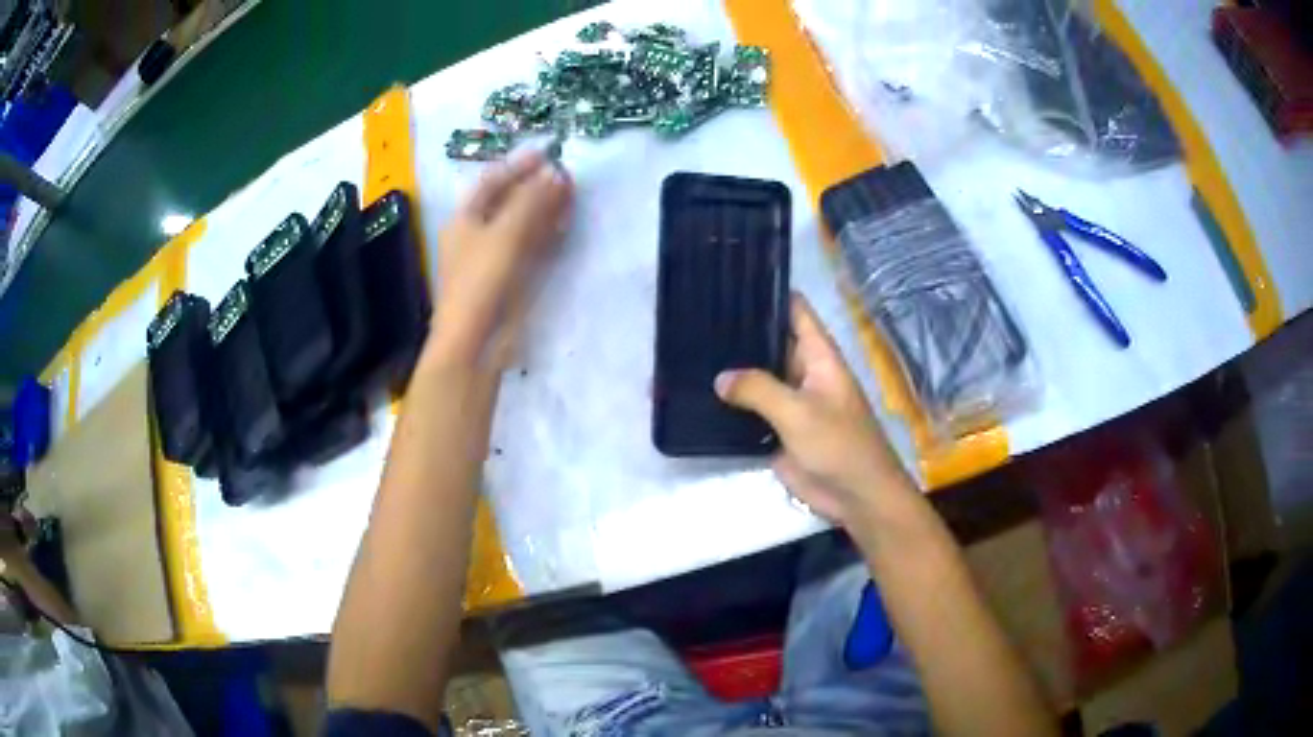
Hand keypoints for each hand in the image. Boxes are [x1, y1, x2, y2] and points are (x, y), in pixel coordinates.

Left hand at [430, 150, 572, 368]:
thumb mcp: (506, 234)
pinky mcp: (511, 278)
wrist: (475, 341)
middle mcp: (477, 234)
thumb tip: (556, 173)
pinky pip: (530, 247)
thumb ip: (532, 201)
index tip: (548, 154)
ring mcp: (494, 257)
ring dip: (545, 208)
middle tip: (567, 174)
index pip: (491, 182)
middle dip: (536, 187)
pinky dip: (546, 233)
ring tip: (572, 194)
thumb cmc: (481, 281)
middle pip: (508, 202)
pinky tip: (564, 223)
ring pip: (522, 224)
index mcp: (464, 219)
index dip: (518, 166)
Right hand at [715, 294, 913, 526]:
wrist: (856, 496)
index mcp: (818, 356)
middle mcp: (802, 372)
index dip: (767, 294)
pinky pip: (751, 411)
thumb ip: (759, 389)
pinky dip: (730, 406)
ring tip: (688, 353)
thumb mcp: (800, 412)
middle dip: (739, 333)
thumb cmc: (839, 445)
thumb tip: (720, 378)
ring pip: (757, 378)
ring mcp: (789, 401)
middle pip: (769, 342)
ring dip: (731, 372)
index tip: (729, 283)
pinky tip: (698, 397)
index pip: (794, 310)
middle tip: (694, 319)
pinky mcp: (778, 430)